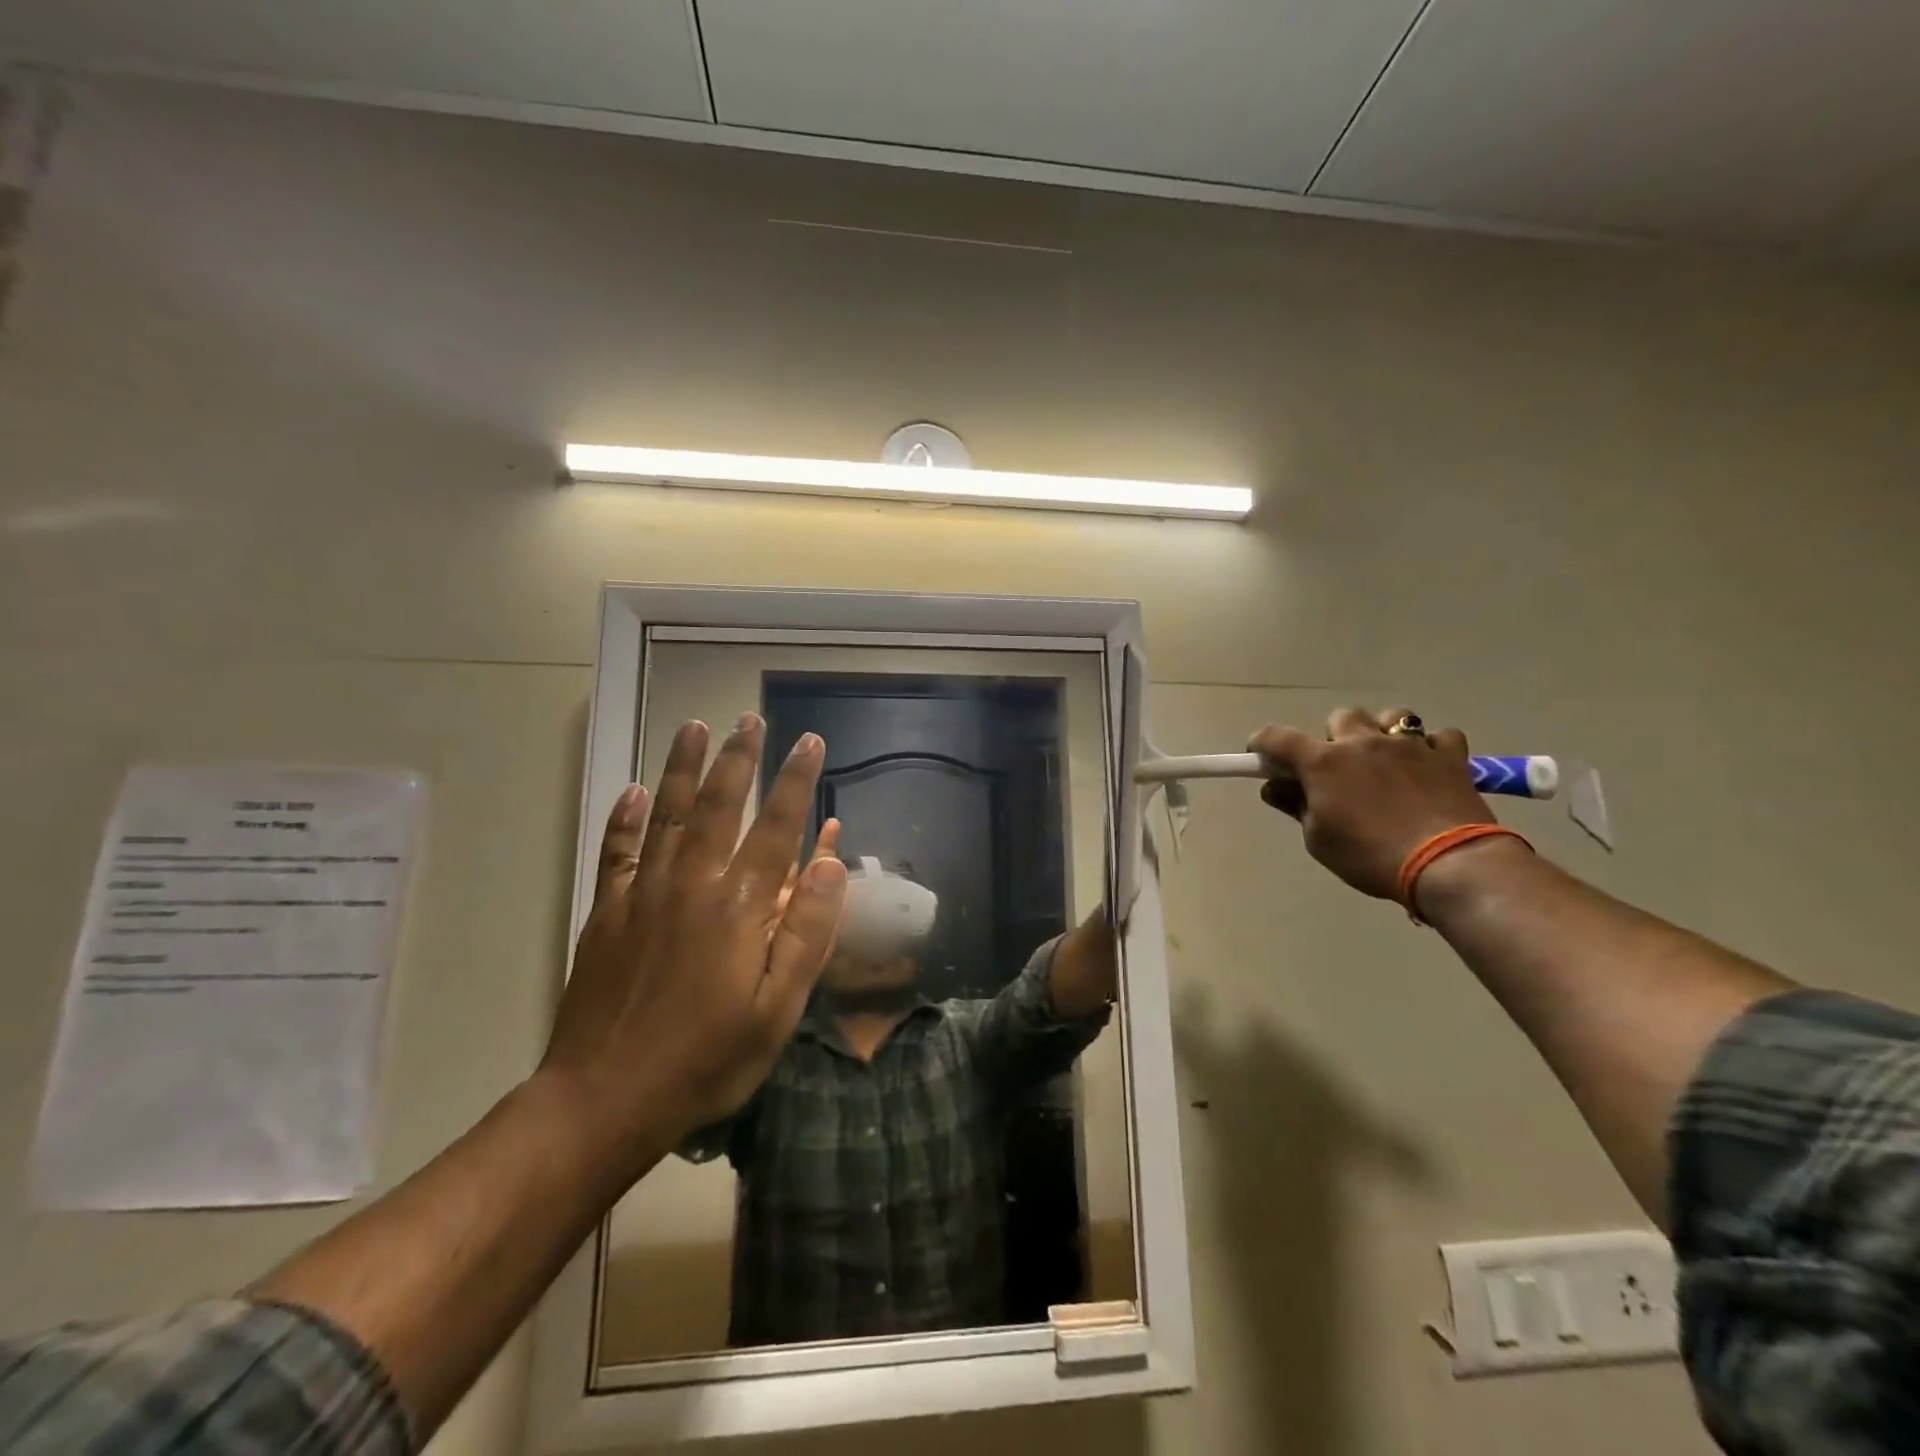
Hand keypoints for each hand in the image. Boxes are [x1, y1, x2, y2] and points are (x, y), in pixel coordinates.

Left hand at [540, 714, 848, 1163]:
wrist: (603, 1100)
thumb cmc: (706, 1060)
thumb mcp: (778, 1009)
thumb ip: (808, 931)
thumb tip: (831, 862)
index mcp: (738, 907)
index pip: (777, 827)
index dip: (796, 781)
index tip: (810, 742)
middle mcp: (691, 883)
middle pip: (718, 805)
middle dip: (739, 758)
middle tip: (750, 718)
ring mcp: (643, 894)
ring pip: (666, 814)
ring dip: (682, 767)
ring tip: (693, 726)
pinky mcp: (608, 913)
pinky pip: (617, 852)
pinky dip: (624, 818)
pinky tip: (630, 790)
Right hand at [1249, 707, 1496, 899]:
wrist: (1448, 864)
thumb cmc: (1370, 855)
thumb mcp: (1319, 840)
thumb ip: (1296, 806)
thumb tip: (1276, 788)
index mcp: (1323, 762)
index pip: (1277, 737)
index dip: (1262, 743)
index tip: (1260, 756)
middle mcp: (1362, 742)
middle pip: (1340, 718)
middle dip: (1334, 739)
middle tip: (1338, 769)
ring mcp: (1410, 744)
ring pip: (1391, 718)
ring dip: (1382, 734)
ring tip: (1386, 760)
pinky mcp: (1450, 756)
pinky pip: (1439, 736)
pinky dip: (1430, 748)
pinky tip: (1428, 768)